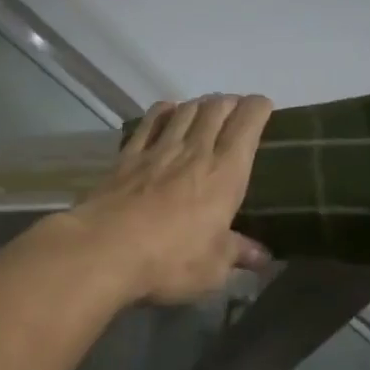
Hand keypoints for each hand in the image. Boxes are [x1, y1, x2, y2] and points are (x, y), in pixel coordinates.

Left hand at [66, 94, 273, 304]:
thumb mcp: (213, 267)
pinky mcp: (128, 156)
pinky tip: (166, 111)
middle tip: (235, 108)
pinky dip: (163, 111)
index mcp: (226, 174)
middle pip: (215, 109)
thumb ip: (236, 253)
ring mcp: (158, 149)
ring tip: (206, 108)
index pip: (247, 125)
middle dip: (230, 102)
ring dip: (199, 103)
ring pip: (185, 110)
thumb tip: (262, 257)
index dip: (258, 108)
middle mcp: (195, 151)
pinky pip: (149, 122)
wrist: (106, 248)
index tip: (264, 106)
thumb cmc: (170, 260)